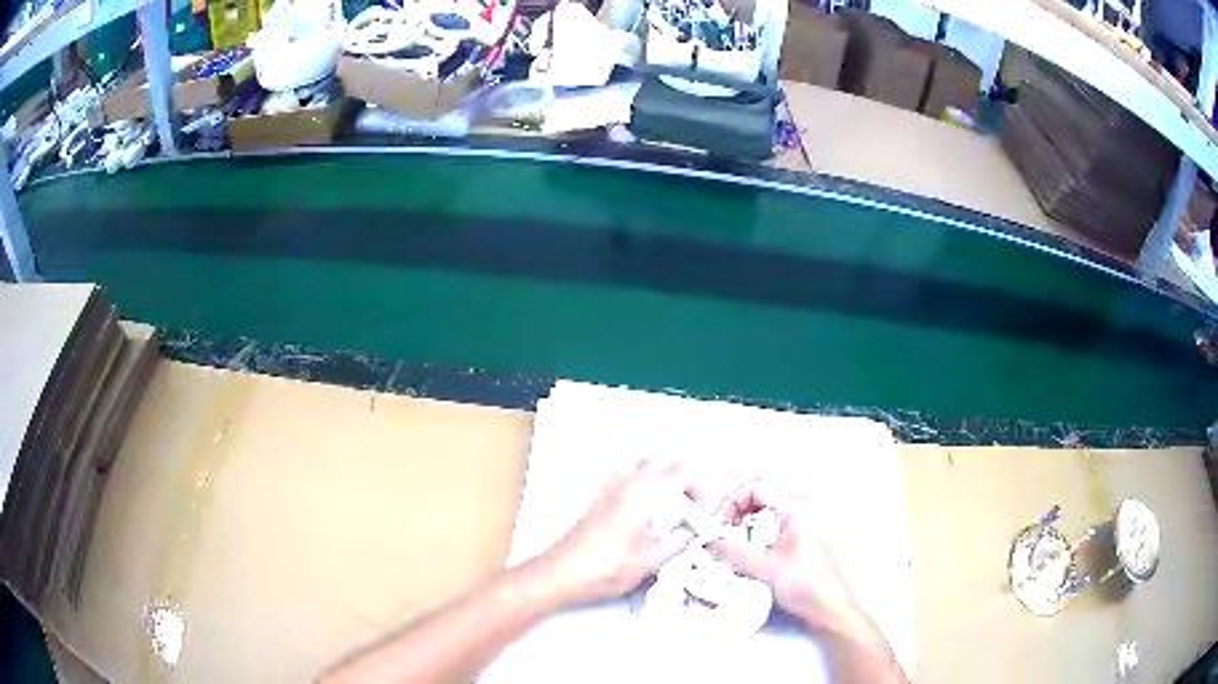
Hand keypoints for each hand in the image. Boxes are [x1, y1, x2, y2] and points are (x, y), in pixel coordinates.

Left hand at [537, 460, 702, 605]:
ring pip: (643, 462)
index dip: (700, 491)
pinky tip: (639, 504)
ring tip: (668, 503)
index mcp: (645, 494)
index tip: (700, 515)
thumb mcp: (652, 561)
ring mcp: (609, 487)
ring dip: (661, 475)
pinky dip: (638, 478)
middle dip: (684, 480)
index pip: (684, 474)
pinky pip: (623, 473)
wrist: (561, 574)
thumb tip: (694, 529)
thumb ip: (679, 540)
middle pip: (665, 462)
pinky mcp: (597, 497)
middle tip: (689, 507)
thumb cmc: (606, 569)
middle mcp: (627, 482)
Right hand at [708, 480, 872, 639]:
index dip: (731, 502)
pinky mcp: (802, 542)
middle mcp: (802, 511)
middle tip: (722, 539)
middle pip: (759, 500)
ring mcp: (803, 526)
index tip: (718, 525)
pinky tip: (750, 562)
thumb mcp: (762, 567)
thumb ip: (731, 550)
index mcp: (796, 508)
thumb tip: (708, 538)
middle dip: (736, 517)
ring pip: (764, 517)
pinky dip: (756, 541)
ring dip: (745, 531)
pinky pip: (773, 531)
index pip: (755, 488)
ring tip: (734, 553)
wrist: (830, 609)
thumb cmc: (807, 585)